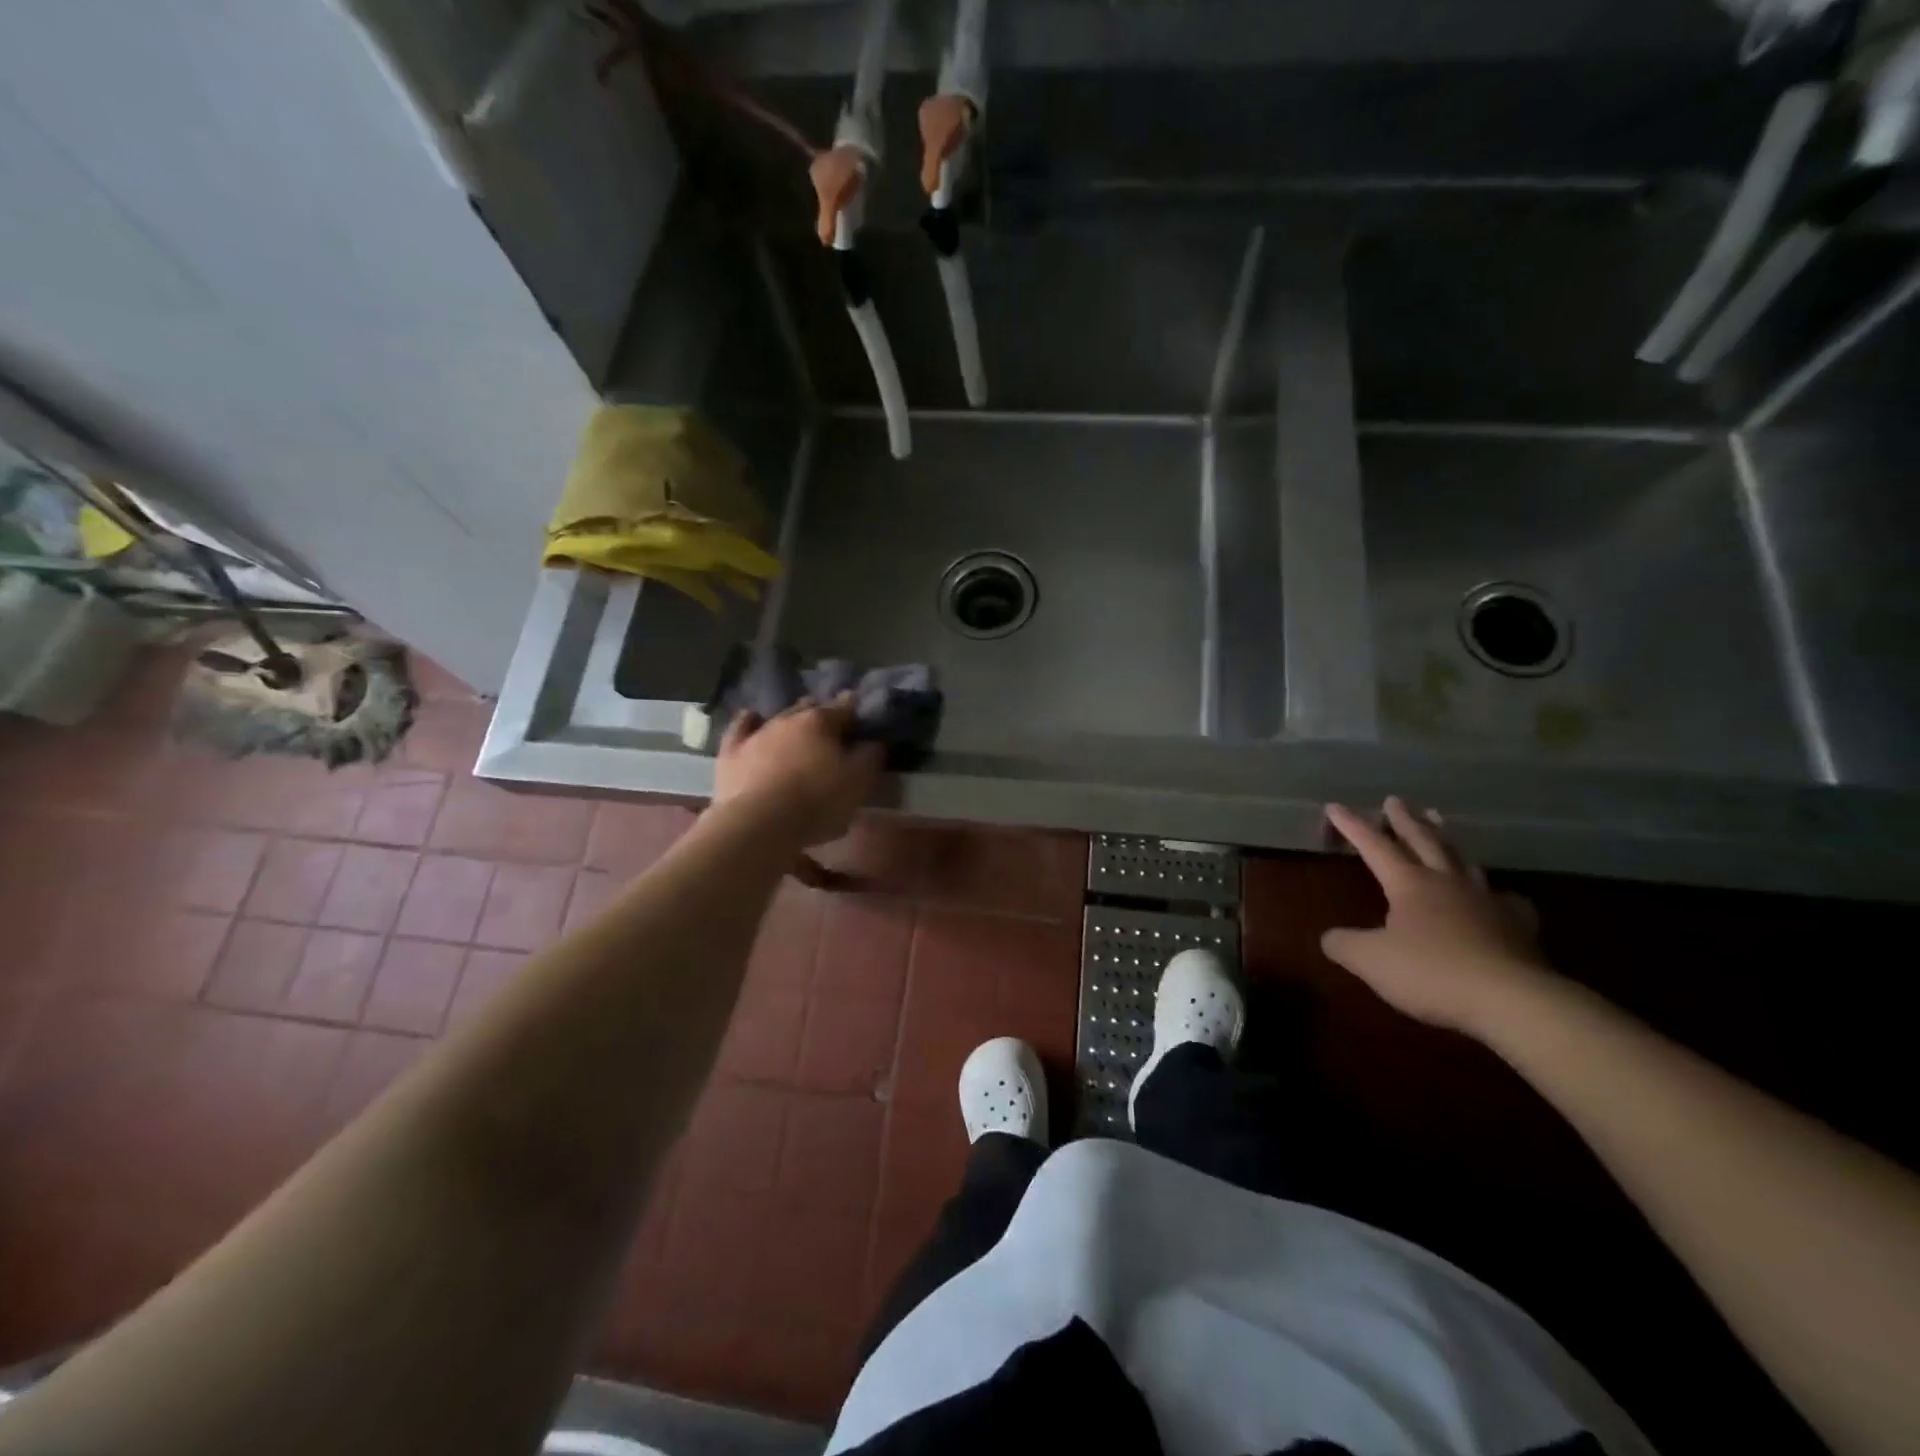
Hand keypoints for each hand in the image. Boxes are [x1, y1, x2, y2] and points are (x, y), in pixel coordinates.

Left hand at [712, 698, 884, 847]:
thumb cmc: (817, 803)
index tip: (862, 719)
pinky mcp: (732, 751)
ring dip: (791, 721)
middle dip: (823, 715)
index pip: (846, 707)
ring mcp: (758, 732)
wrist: (758, 823)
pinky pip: (741, 727)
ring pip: (779, 716)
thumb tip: (874, 739)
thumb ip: (870, 756)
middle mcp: (789, 718)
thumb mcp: (859, 783)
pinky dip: (750, 722)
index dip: (856, 712)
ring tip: (798, 730)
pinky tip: (753, 719)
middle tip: (832, 731)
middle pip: (811, 708)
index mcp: (822, 721)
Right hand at [1321, 798, 1549, 1036]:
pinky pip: (1505, 899)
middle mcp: (1447, 882)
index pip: (1374, 846)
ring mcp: (1486, 901)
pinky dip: (1497, 892)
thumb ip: (1345, 945)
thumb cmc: (1431, 973)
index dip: (1352, 826)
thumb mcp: (1371, 960)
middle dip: (1405, 820)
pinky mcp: (1517, 926)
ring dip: (1446, 839)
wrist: (1512, 1000)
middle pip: (1423, 841)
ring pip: (1462, 860)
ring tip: (1440, 824)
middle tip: (1395, 800)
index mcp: (1409, 884)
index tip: (1335, 806)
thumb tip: (1330, 937)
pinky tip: (1500, 896)